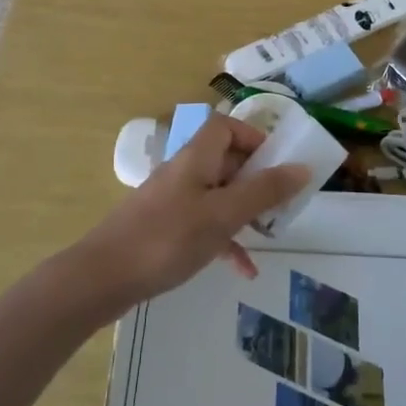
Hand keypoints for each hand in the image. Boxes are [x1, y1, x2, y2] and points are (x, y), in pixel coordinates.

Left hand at [69, 114, 309, 310]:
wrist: (102, 278)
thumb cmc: (167, 238)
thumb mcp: (223, 215)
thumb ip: (264, 191)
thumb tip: (302, 167)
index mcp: (196, 157)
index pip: (225, 126)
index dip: (253, 137)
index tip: (278, 162)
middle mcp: (185, 172)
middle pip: (226, 161)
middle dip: (257, 179)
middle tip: (283, 202)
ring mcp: (173, 201)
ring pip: (218, 195)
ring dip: (245, 211)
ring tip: (271, 233)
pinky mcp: (166, 229)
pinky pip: (204, 224)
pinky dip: (225, 239)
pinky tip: (243, 269)